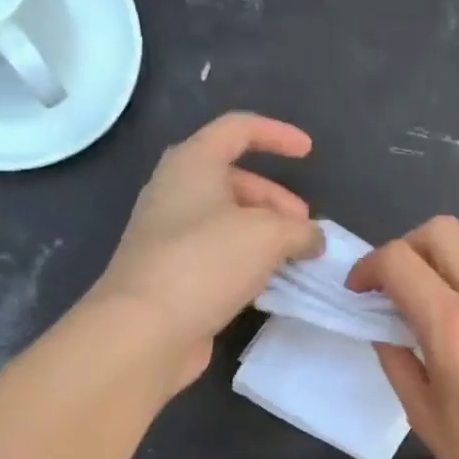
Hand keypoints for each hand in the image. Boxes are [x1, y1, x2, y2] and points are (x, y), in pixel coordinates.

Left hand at [86, 112, 322, 392]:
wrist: (145, 329)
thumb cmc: (205, 263)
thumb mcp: (268, 236)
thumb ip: (300, 230)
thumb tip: (313, 239)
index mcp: (193, 164)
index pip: (238, 129)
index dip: (277, 135)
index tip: (309, 152)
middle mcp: (176, 191)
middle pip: (235, 180)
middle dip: (277, 200)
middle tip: (305, 229)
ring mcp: (171, 234)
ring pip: (228, 220)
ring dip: (266, 234)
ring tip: (295, 258)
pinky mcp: (173, 272)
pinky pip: (219, 254)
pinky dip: (248, 261)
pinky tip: (269, 284)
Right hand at [350, 217, 458, 458]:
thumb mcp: (424, 415)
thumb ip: (397, 360)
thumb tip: (384, 328)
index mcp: (456, 327)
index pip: (399, 261)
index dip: (368, 267)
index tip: (360, 291)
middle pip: (442, 230)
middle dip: (406, 248)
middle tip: (396, 286)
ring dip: (448, 251)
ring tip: (437, 290)